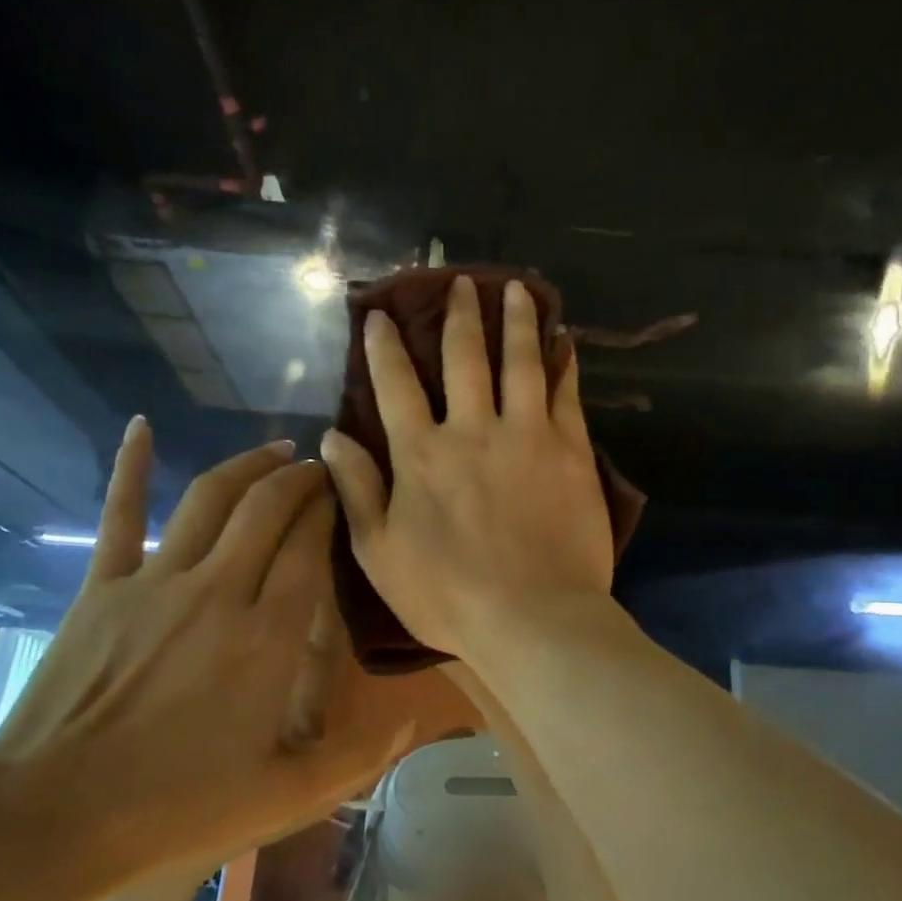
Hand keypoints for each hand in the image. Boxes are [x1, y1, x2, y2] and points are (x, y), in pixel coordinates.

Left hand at [0, 420, 414, 870]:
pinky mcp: (104, 587)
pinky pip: (121, 514)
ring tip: (277, 451)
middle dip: (301, 479)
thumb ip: (356, 756)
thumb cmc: (176, 809)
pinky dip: (131, 467)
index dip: (331, 512)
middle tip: (320, 469)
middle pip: (270, 509)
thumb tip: (412, 721)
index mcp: (268, 638)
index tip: (347, 496)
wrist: (50, 819)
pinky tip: (141, 427)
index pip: (310, 548)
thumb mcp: (284, 797)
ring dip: (249, 465)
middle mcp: (220, 592)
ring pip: (213, 499)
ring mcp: (156, 582)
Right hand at [321, 275, 613, 666]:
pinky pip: (566, 394)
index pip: (395, 384)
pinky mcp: (571, 450)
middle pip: (464, 357)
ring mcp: (527, 435)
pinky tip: (565, 341)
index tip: (378, 316)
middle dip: (459, 314)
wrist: (534, 619)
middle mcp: (472, 429)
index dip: (384, 346)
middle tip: (461, 281)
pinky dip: (564, 363)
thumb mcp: (380, 552)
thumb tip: (331, 436)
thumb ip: (358, 489)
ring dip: (517, 321)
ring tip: (518, 288)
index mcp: (421, 454)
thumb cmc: (448, 596)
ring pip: (520, 362)